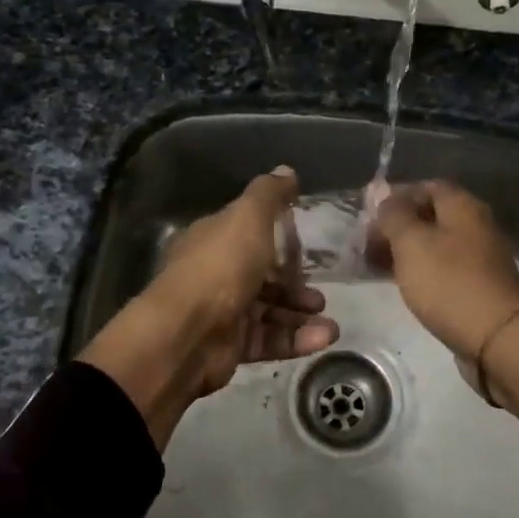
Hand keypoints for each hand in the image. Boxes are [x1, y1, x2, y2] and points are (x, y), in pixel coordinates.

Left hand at [79, 167, 337, 448]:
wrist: (188, 334)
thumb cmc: (221, 266)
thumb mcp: (248, 218)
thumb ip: (269, 194)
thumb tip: (287, 170)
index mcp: (212, 240)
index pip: (247, 235)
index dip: (277, 239)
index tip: (306, 246)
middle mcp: (215, 275)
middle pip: (261, 277)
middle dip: (294, 285)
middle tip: (320, 293)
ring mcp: (222, 313)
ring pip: (268, 311)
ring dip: (300, 315)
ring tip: (330, 323)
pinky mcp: (231, 347)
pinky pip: (268, 340)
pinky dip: (295, 339)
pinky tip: (322, 338)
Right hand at [372, 180, 518, 441]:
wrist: (496, 339)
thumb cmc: (449, 283)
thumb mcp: (411, 243)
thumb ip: (394, 215)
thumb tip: (383, 195)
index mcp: (463, 206)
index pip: (426, 186)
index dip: (396, 196)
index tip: (369, 215)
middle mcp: (476, 225)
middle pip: (431, 215)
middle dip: (398, 225)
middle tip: (368, 243)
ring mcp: (480, 257)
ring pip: (436, 243)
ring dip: (406, 250)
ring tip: (377, 265)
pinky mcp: (478, 285)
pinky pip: (444, 267)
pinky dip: (421, 270)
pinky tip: (403, 284)